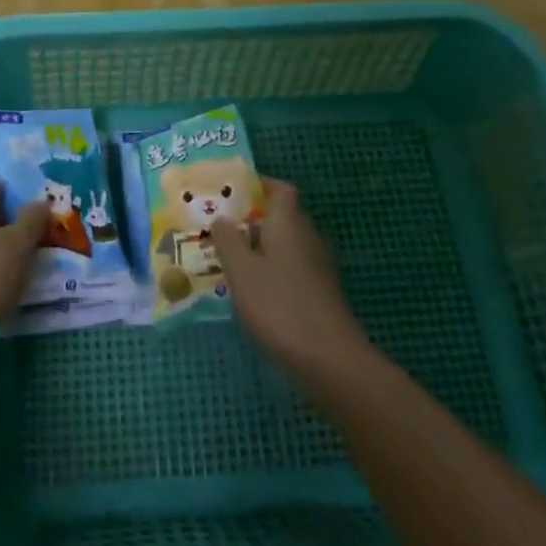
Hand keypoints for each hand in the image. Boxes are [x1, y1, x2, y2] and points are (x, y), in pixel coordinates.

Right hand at [208, 181, 370, 372]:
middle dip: (249, 219)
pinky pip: (288, 268)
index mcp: (288, 222)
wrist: (329, 360)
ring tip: (224, 259)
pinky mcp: (318, 292)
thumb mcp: (240, 270)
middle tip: (217, 227)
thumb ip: (227, 239)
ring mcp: (316, 266)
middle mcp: (306, 236)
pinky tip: (249, 291)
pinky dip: (269, 271)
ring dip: (257, 247)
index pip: (279, 188)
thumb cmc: (279, 305)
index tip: (228, 192)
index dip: (256, 185)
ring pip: (282, 244)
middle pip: (278, 216)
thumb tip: (221, 218)